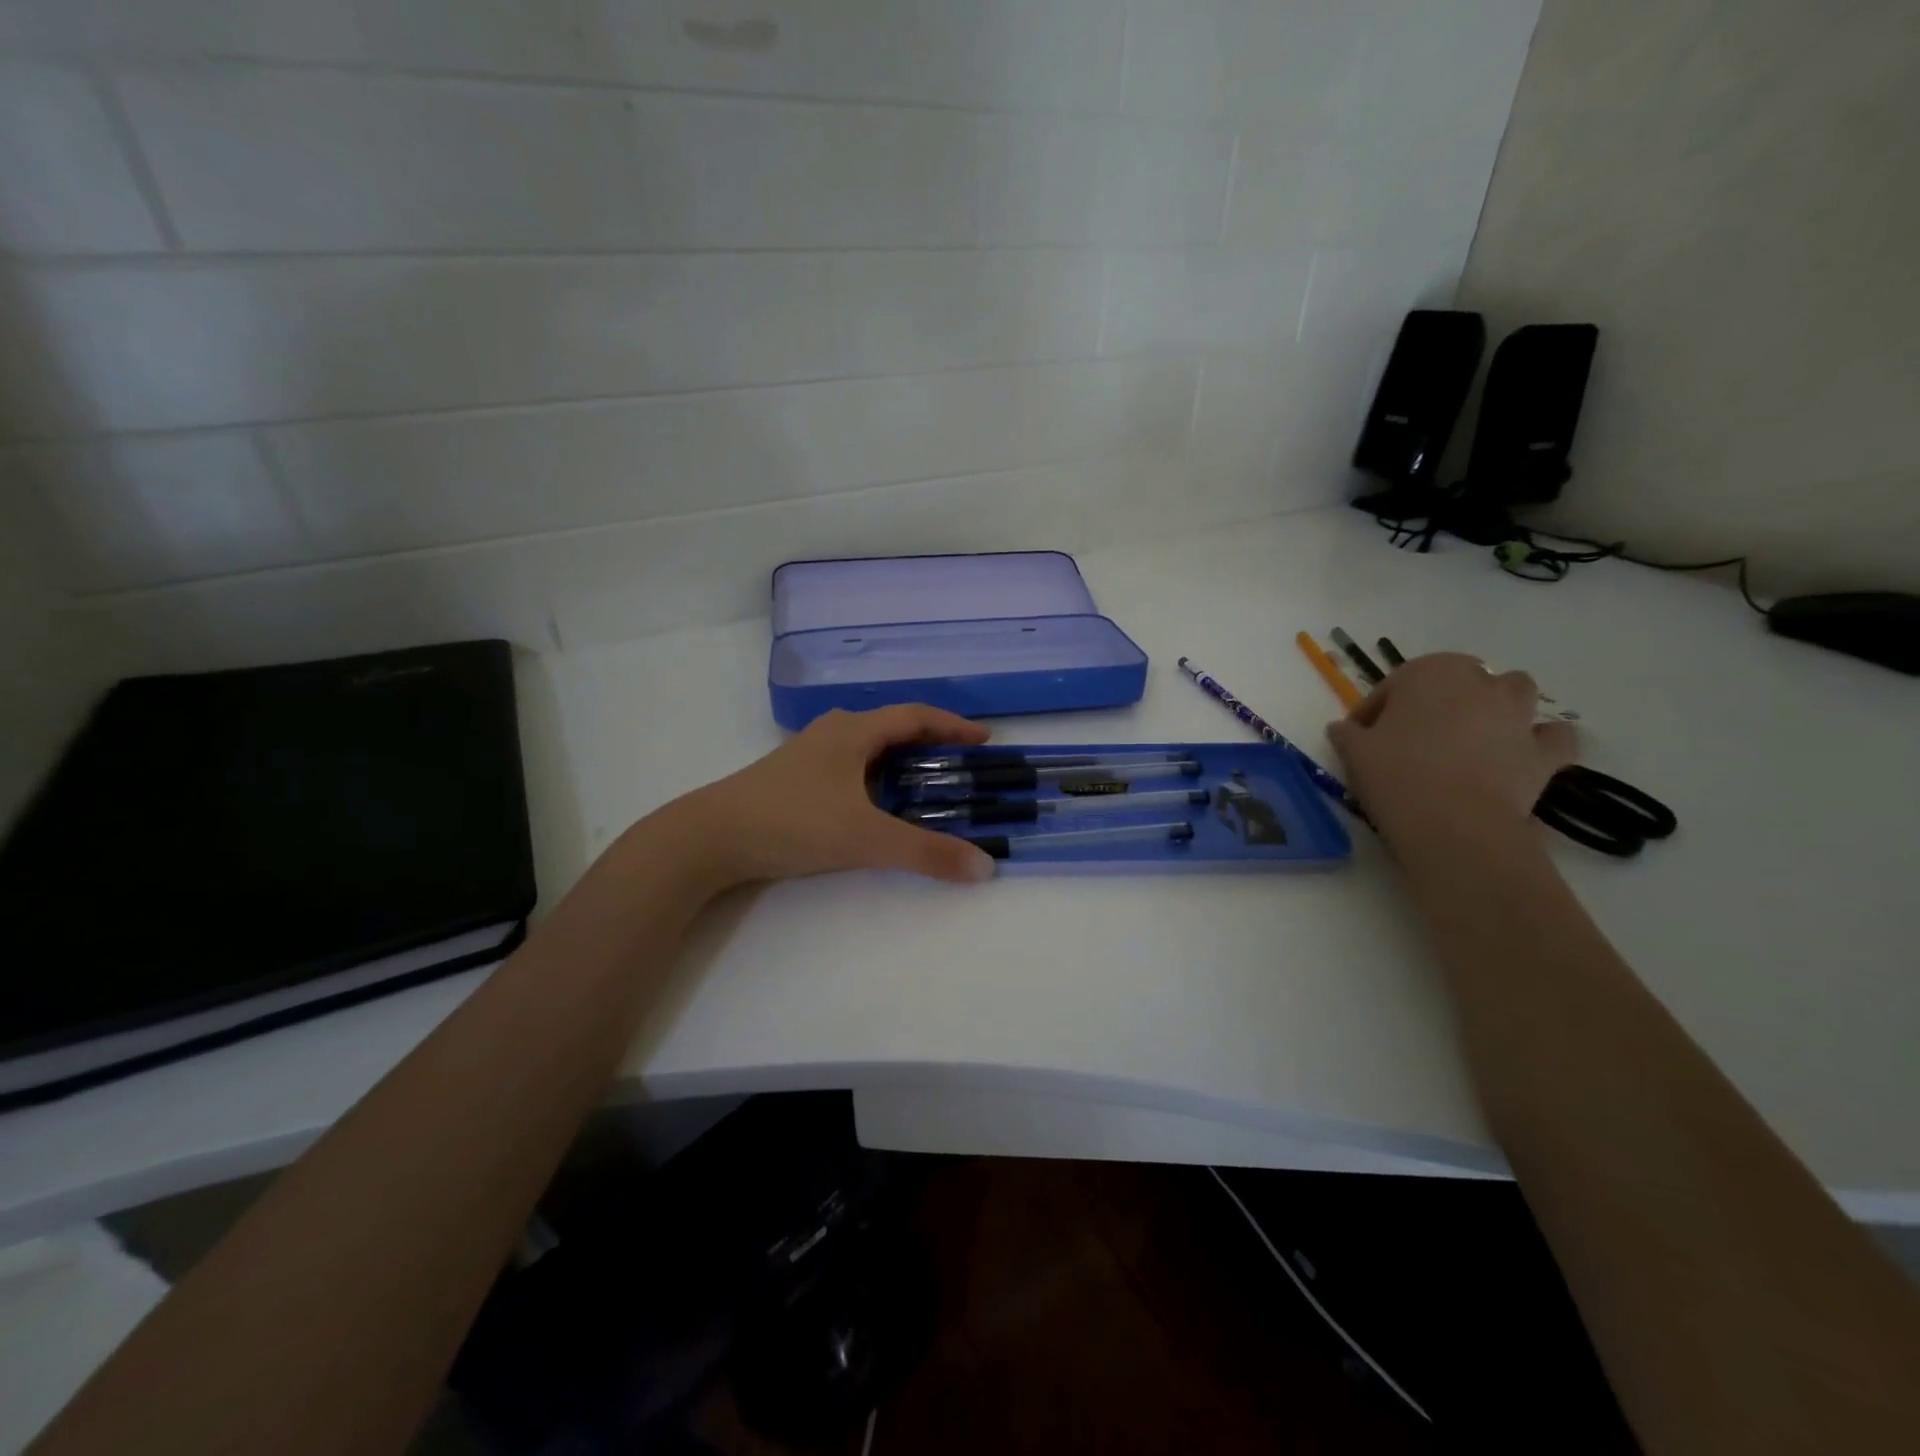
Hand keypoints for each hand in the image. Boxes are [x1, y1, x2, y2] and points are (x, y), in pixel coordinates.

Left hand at [663, 705, 998, 888]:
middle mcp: (833, 732)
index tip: (985, 741)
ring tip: (928, 788)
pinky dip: (877, 779)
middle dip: (931, 744)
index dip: (954, 725)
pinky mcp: (795, 778)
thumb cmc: (793, 822)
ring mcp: (810, 754)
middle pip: (894, 728)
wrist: (709, 837)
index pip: (916, 716)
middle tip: (961, 768)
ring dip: (902, 763)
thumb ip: (925, 853)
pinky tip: (879, 806)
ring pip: (869, 749)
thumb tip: (984, 867)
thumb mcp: (866, 837)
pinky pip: (851, 767)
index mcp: (853, 730)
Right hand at [1327, 653, 1577, 837]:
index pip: (1394, 685)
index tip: (1360, 736)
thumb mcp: (1353, 751)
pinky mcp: (1545, 751)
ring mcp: (1518, 715)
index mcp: (1428, 672)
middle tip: (1415, 734)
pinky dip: (1540, 741)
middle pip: (1458, 679)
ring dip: (1497, 705)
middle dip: (1440, 698)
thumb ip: (1347, 733)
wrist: (1453, 823)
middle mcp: (1479, 682)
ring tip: (1470, 736)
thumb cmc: (1395, 774)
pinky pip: (1553, 736)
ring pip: (1515, 690)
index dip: (1374, 710)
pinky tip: (1520, 755)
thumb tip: (1342, 728)